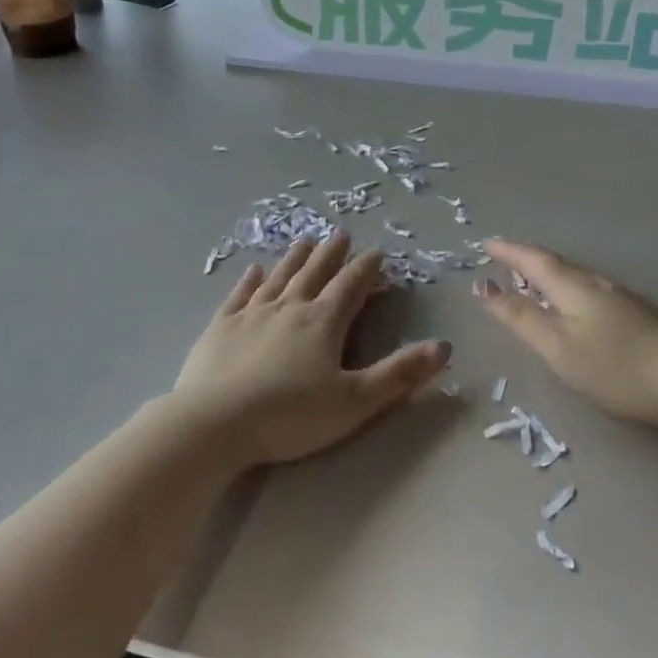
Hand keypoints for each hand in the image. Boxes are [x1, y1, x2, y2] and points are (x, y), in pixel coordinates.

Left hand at [169, 232, 451, 470]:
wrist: (214, 424)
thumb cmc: (289, 416)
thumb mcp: (355, 402)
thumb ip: (399, 374)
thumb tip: (444, 346)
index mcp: (323, 322)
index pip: (350, 286)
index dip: (366, 269)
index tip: (377, 252)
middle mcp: (289, 308)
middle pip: (314, 273)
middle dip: (331, 254)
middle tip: (340, 234)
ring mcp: (251, 314)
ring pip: (279, 277)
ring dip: (294, 258)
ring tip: (304, 241)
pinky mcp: (220, 327)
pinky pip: (239, 295)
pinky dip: (250, 280)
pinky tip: (254, 270)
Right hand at [474, 239, 657, 433]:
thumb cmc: (616, 367)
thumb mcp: (558, 347)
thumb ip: (521, 318)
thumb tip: (484, 287)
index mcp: (573, 287)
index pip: (534, 260)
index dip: (508, 251)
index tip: (486, 243)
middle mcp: (596, 284)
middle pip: (555, 264)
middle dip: (526, 259)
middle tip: (502, 259)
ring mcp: (620, 298)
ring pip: (574, 277)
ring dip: (547, 274)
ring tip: (529, 280)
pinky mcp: (636, 316)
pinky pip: (588, 290)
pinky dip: (567, 289)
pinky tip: (570, 305)